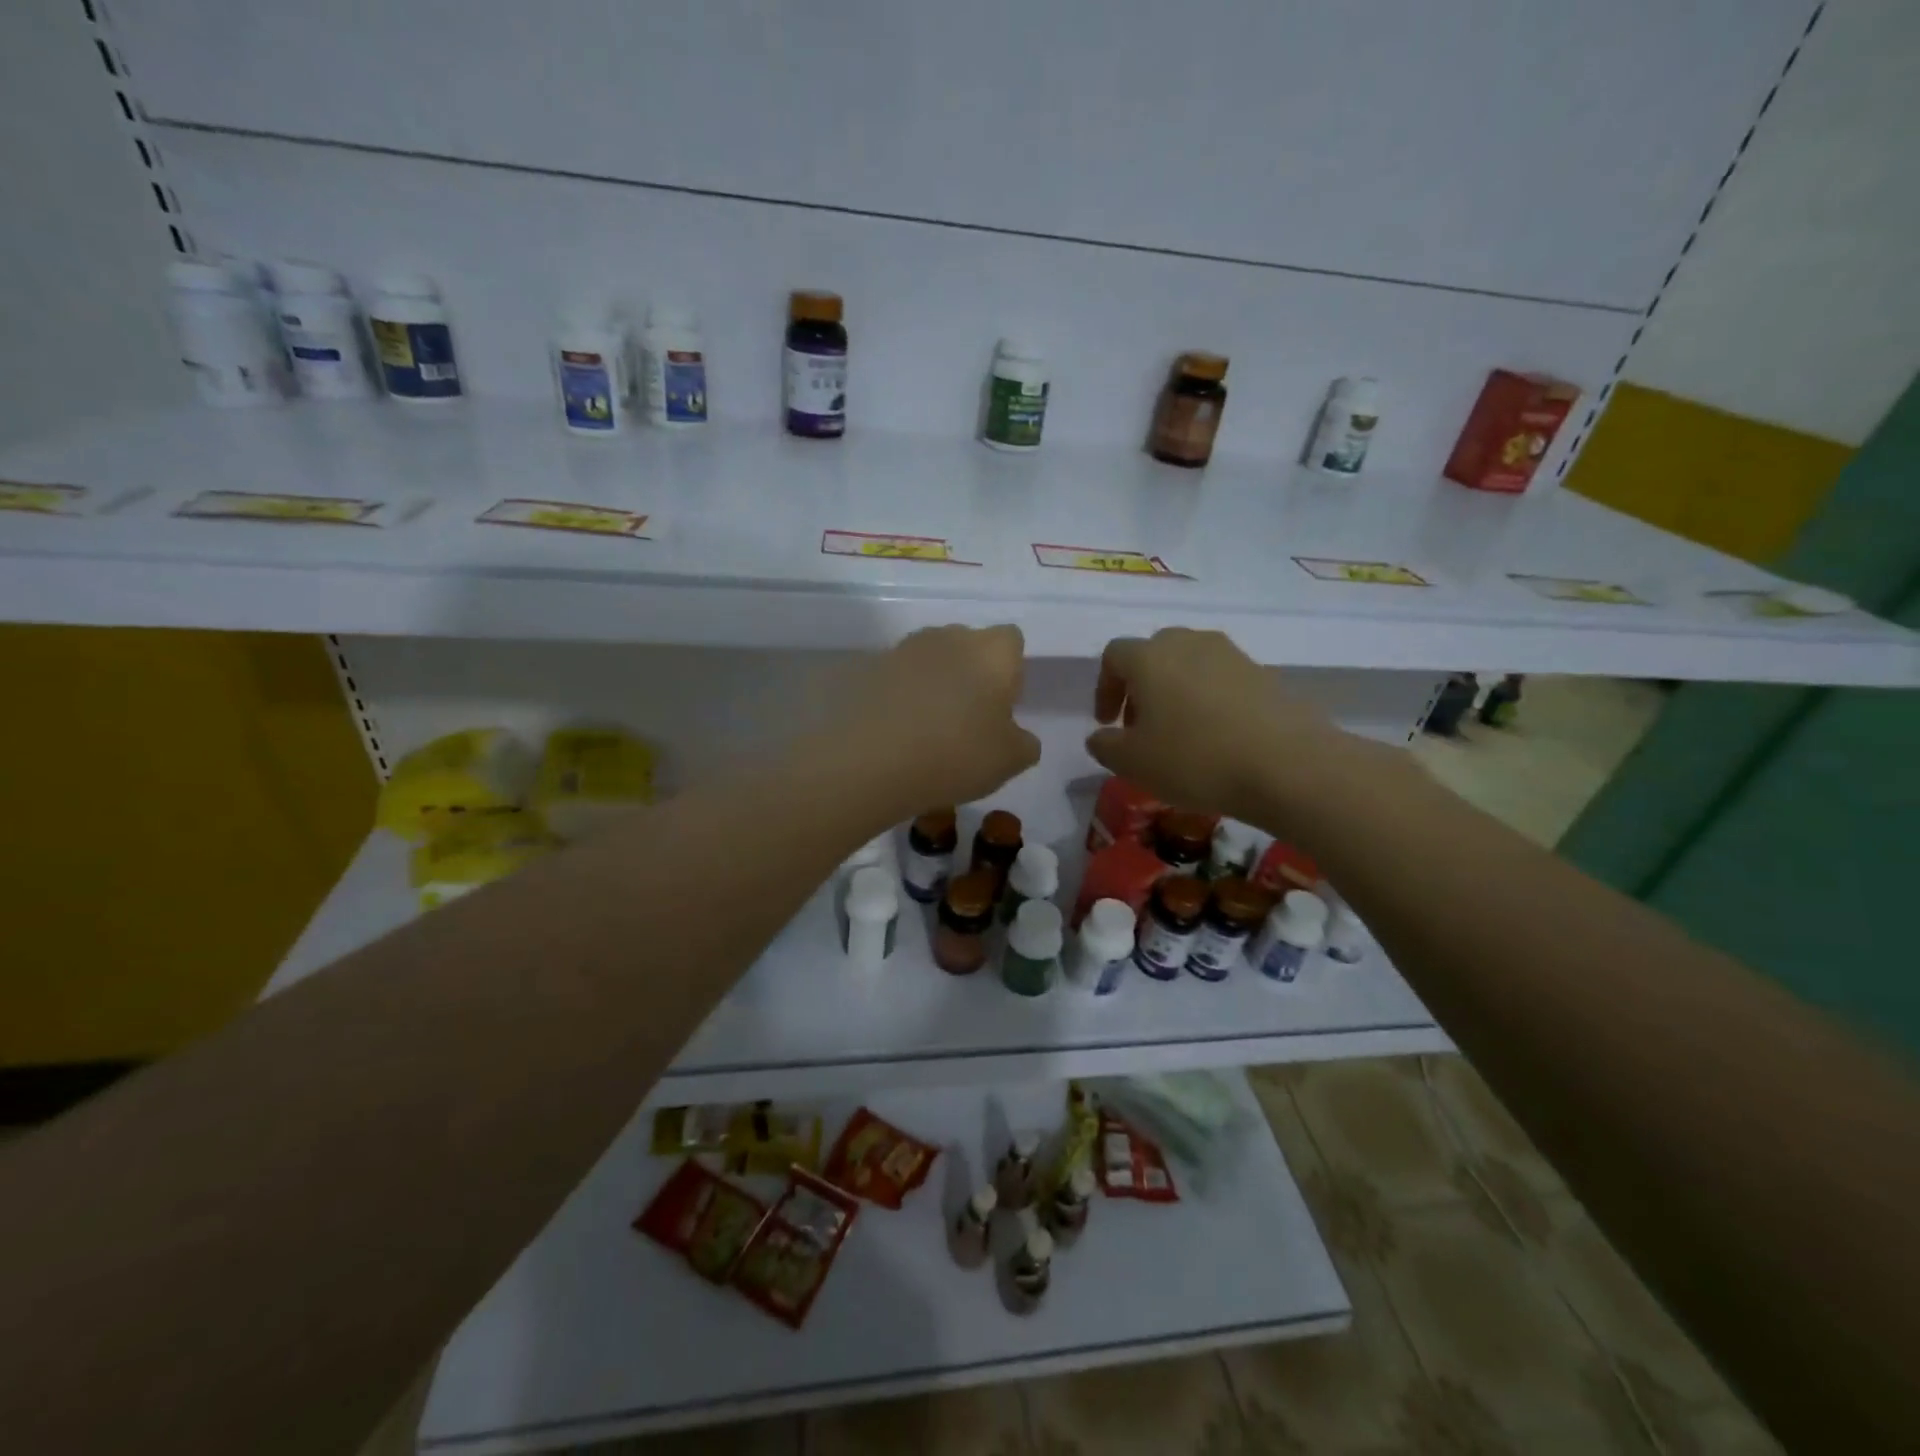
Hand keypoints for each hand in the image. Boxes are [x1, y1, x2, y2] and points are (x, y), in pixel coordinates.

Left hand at [832, 624, 1040, 815]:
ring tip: (929, 730)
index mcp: (992, 651)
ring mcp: (905, 649)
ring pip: (931, 661)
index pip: (1011, 641)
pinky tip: (899, 733)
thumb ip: (1024, 743)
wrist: (870, 760)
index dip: (1010, 672)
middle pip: (969, 646)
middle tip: (967, 720)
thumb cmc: (956, 754)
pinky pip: (898, 679)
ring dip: (935, 685)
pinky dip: (902, 698)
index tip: (1002, 706)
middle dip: (971, 674)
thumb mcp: (1010, 761)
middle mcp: (949, 637)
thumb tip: (1016, 736)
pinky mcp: (870, 669)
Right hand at [1086, 628, 1350, 819]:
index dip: (1104, 687)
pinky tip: (1216, 736)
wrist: (1287, 765)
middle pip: (1154, 653)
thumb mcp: (1132, 763)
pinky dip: (1209, 699)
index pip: (1114, 656)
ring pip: (1190, 663)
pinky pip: (1222, 679)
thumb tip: (1101, 736)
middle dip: (1141, 686)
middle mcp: (1189, 643)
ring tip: (1179, 732)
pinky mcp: (1264, 673)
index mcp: (1150, 657)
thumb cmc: (1194, 759)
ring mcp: (1231, 654)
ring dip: (1175, 691)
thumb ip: (1105, 746)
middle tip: (1140, 725)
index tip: (1107, 722)